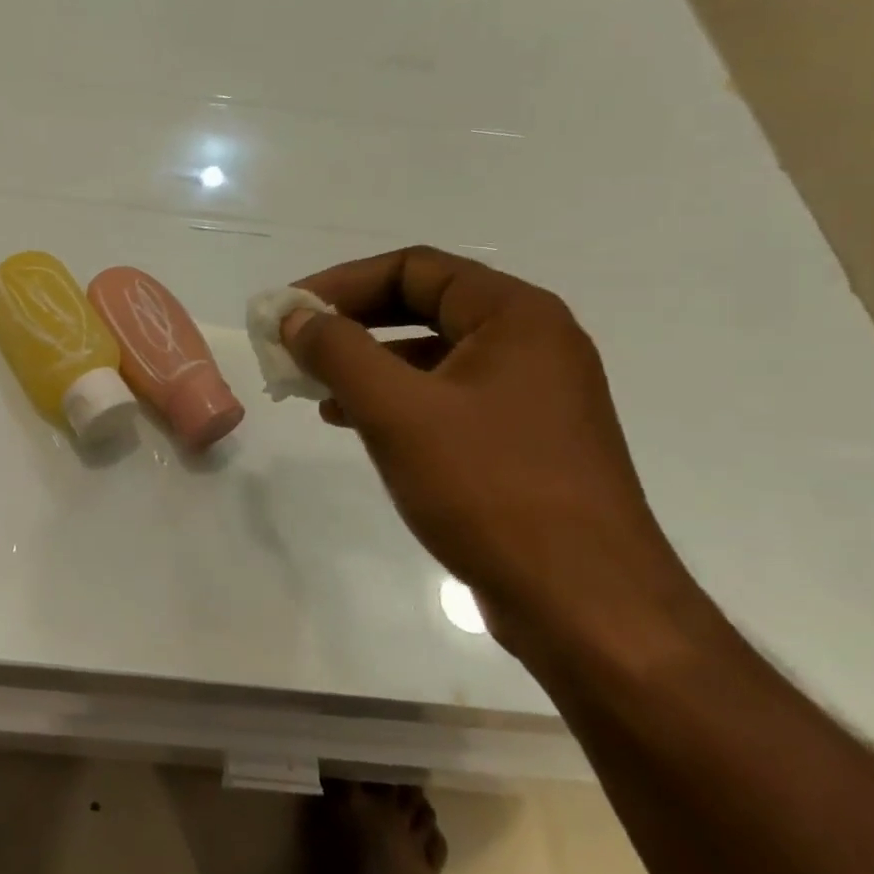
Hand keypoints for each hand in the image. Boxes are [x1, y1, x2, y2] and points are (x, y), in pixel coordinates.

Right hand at [282, 246, 696, 651]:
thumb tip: (294, 315)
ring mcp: (530, 396)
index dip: (342, 282)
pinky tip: (351, 423)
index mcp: (515, 316)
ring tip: (312, 387)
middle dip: (351, 322)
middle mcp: (530, 344)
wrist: (583, 605)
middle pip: (423, 307)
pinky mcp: (521, 442)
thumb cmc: (489, 489)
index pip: (414, 268)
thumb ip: (337, 352)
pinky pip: (444, 399)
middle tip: (295, 341)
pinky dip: (393, 401)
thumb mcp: (397, 411)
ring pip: (430, 356)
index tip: (290, 309)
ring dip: (366, 363)